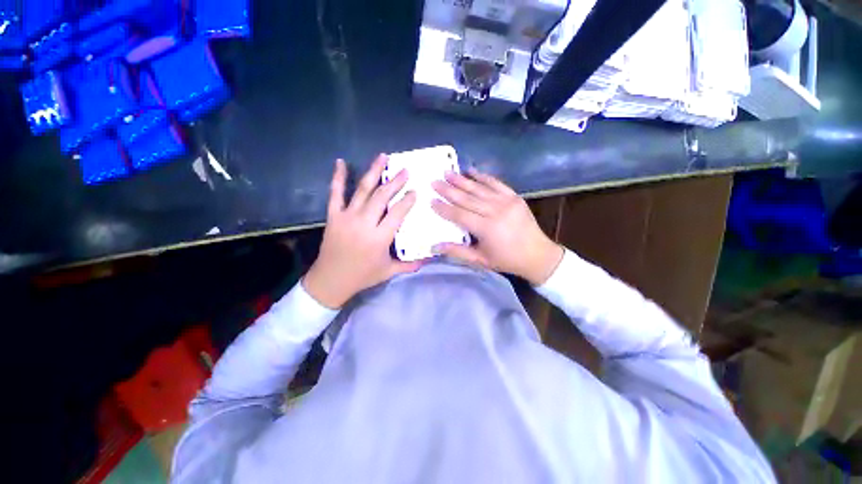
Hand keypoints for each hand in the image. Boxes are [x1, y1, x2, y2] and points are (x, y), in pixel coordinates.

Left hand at [303, 155, 421, 308]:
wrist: (331, 280)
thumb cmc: (362, 276)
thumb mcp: (388, 272)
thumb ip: (409, 264)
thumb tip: (429, 259)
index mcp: (380, 238)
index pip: (397, 213)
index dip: (407, 200)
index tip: (414, 191)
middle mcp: (364, 223)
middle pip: (382, 197)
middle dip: (395, 182)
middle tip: (405, 170)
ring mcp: (347, 217)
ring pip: (362, 190)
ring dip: (374, 172)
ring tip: (383, 157)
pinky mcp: (333, 216)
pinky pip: (335, 193)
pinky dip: (338, 177)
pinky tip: (340, 162)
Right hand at [432, 169, 563, 284]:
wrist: (537, 254)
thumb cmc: (506, 259)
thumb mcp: (480, 260)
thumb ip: (457, 251)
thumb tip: (433, 247)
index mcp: (486, 229)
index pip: (459, 215)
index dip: (444, 208)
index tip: (431, 200)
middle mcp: (495, 211)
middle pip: (467, 198)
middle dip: (449, 190)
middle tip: (435, 181)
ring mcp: (506, 202)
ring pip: (479, 188)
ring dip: (462, 180)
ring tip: (448, 172)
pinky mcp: (514, 197)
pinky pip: (496, 183)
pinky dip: (483, 177)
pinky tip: (471, 171)